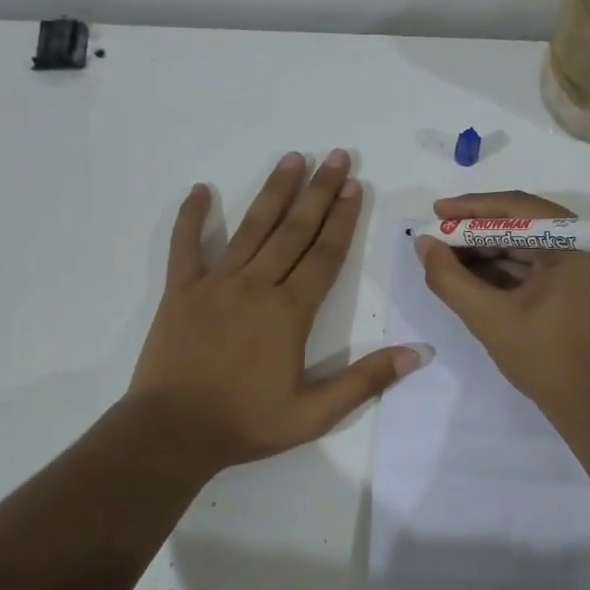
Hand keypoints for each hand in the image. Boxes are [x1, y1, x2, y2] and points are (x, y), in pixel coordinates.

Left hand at [128, 150, 425, 471]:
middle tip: (334, 155)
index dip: (342, 218)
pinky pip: (185, 246)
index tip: (354, 185)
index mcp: (290, 312)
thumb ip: (366, 381)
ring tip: (291, 159)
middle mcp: (256, 286)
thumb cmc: (247, 424)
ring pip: (251, 228)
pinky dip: (192, 217)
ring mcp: (215, 284)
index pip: (324, 254)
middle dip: (318, 191)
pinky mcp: (181, 292)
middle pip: (294, 230)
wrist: (172, 434)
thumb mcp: (315, 414)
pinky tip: (201, 190)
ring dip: (273, 192)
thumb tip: (418, 353)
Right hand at [415, 190, 589, 420]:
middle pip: (523, 224)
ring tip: (444, 256)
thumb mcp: (489, 317)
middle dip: (476, 232)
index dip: (472, 209)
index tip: (435, 212)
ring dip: (487, 251)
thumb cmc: (547, 359)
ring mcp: (588, 266)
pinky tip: (469, 274)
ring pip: (528, 246)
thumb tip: (423, 244)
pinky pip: (537, 266)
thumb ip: (450, 278)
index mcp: (579, 242)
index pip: (518, 208)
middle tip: (435, 237)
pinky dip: (504, 270)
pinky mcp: (581, 286)